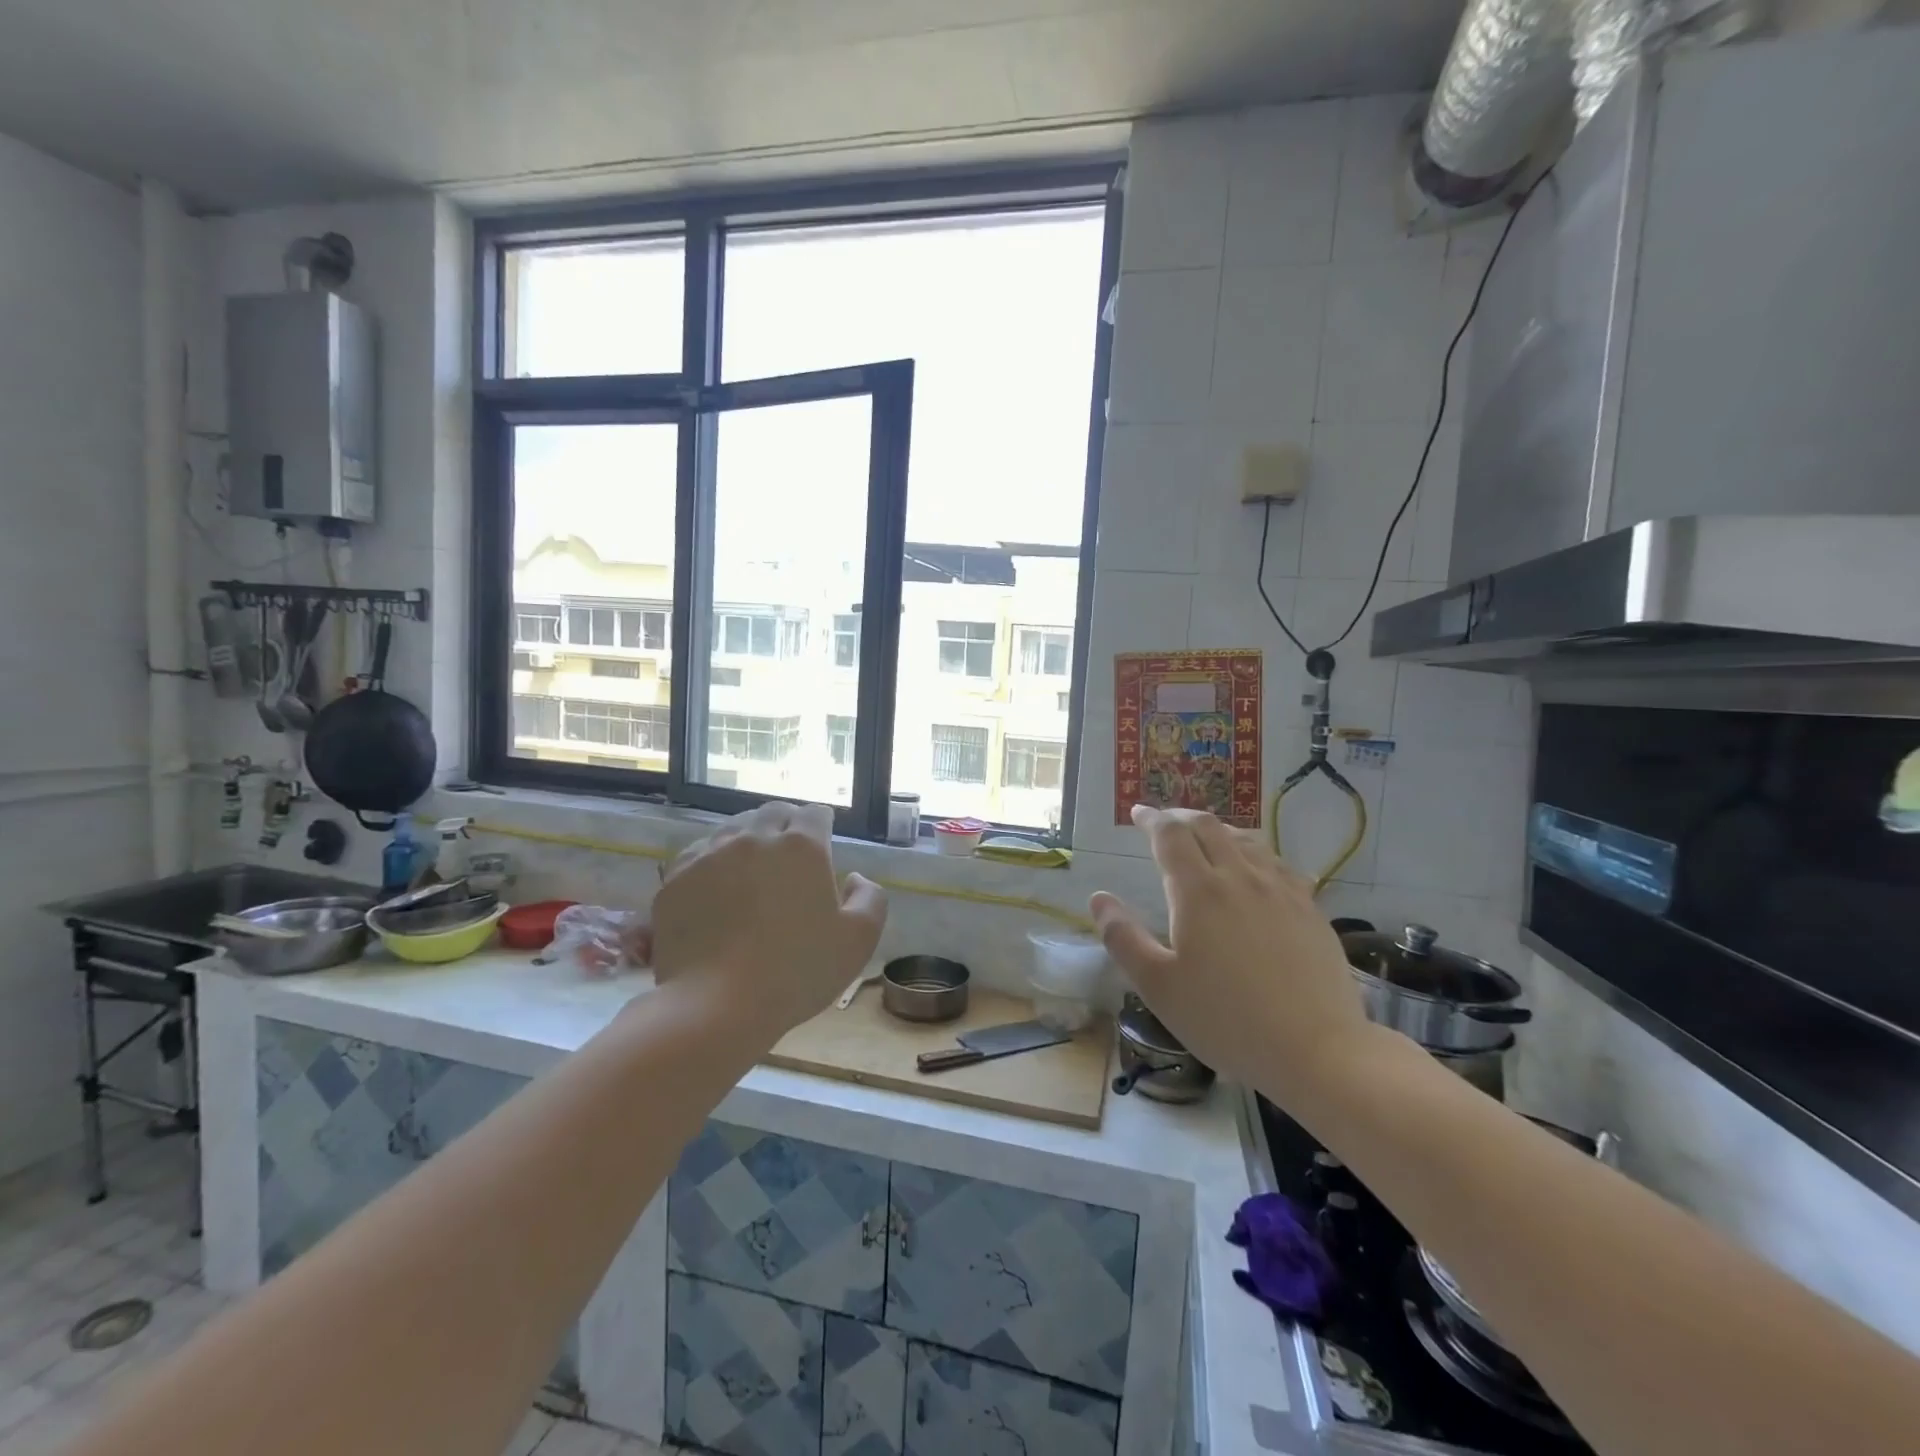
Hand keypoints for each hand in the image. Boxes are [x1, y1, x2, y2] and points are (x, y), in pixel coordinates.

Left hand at [650, 802, 886, 1038]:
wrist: (715, 1005)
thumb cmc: (796, 972)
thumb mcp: (858, 941)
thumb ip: (870, 899)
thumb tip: (854, 878)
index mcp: (802, 848)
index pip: (815, 814)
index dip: (823, 824)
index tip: (824, 841)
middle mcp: (755, 839)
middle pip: (773, 813)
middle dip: (786, 824)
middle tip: (790, 853)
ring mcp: (710, 855)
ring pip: (734, 829)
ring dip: (749, 839)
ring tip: (752, 868)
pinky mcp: (676, 878)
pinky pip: (698, 853)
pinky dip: (712, 860)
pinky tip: (716, 885)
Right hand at [1090, 805, 1370, 1104]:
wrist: (1317, 1050)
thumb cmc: (1226, 1020)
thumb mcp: (1158, 986)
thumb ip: (1123, 938)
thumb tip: (1099, 898)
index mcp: (1198, 891)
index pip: (1170, 835)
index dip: (1151, 819)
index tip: (1137, 813)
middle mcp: (1240, 877)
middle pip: (1209, 827)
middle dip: (1182, 818)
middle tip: (1166, 823)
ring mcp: (1281, 890)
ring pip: (1246, 840)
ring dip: (1218, 831)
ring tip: (1206, 839)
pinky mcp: (1310, 908)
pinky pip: (1277, 863)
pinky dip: (1254, 853)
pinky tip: (1256, 869)